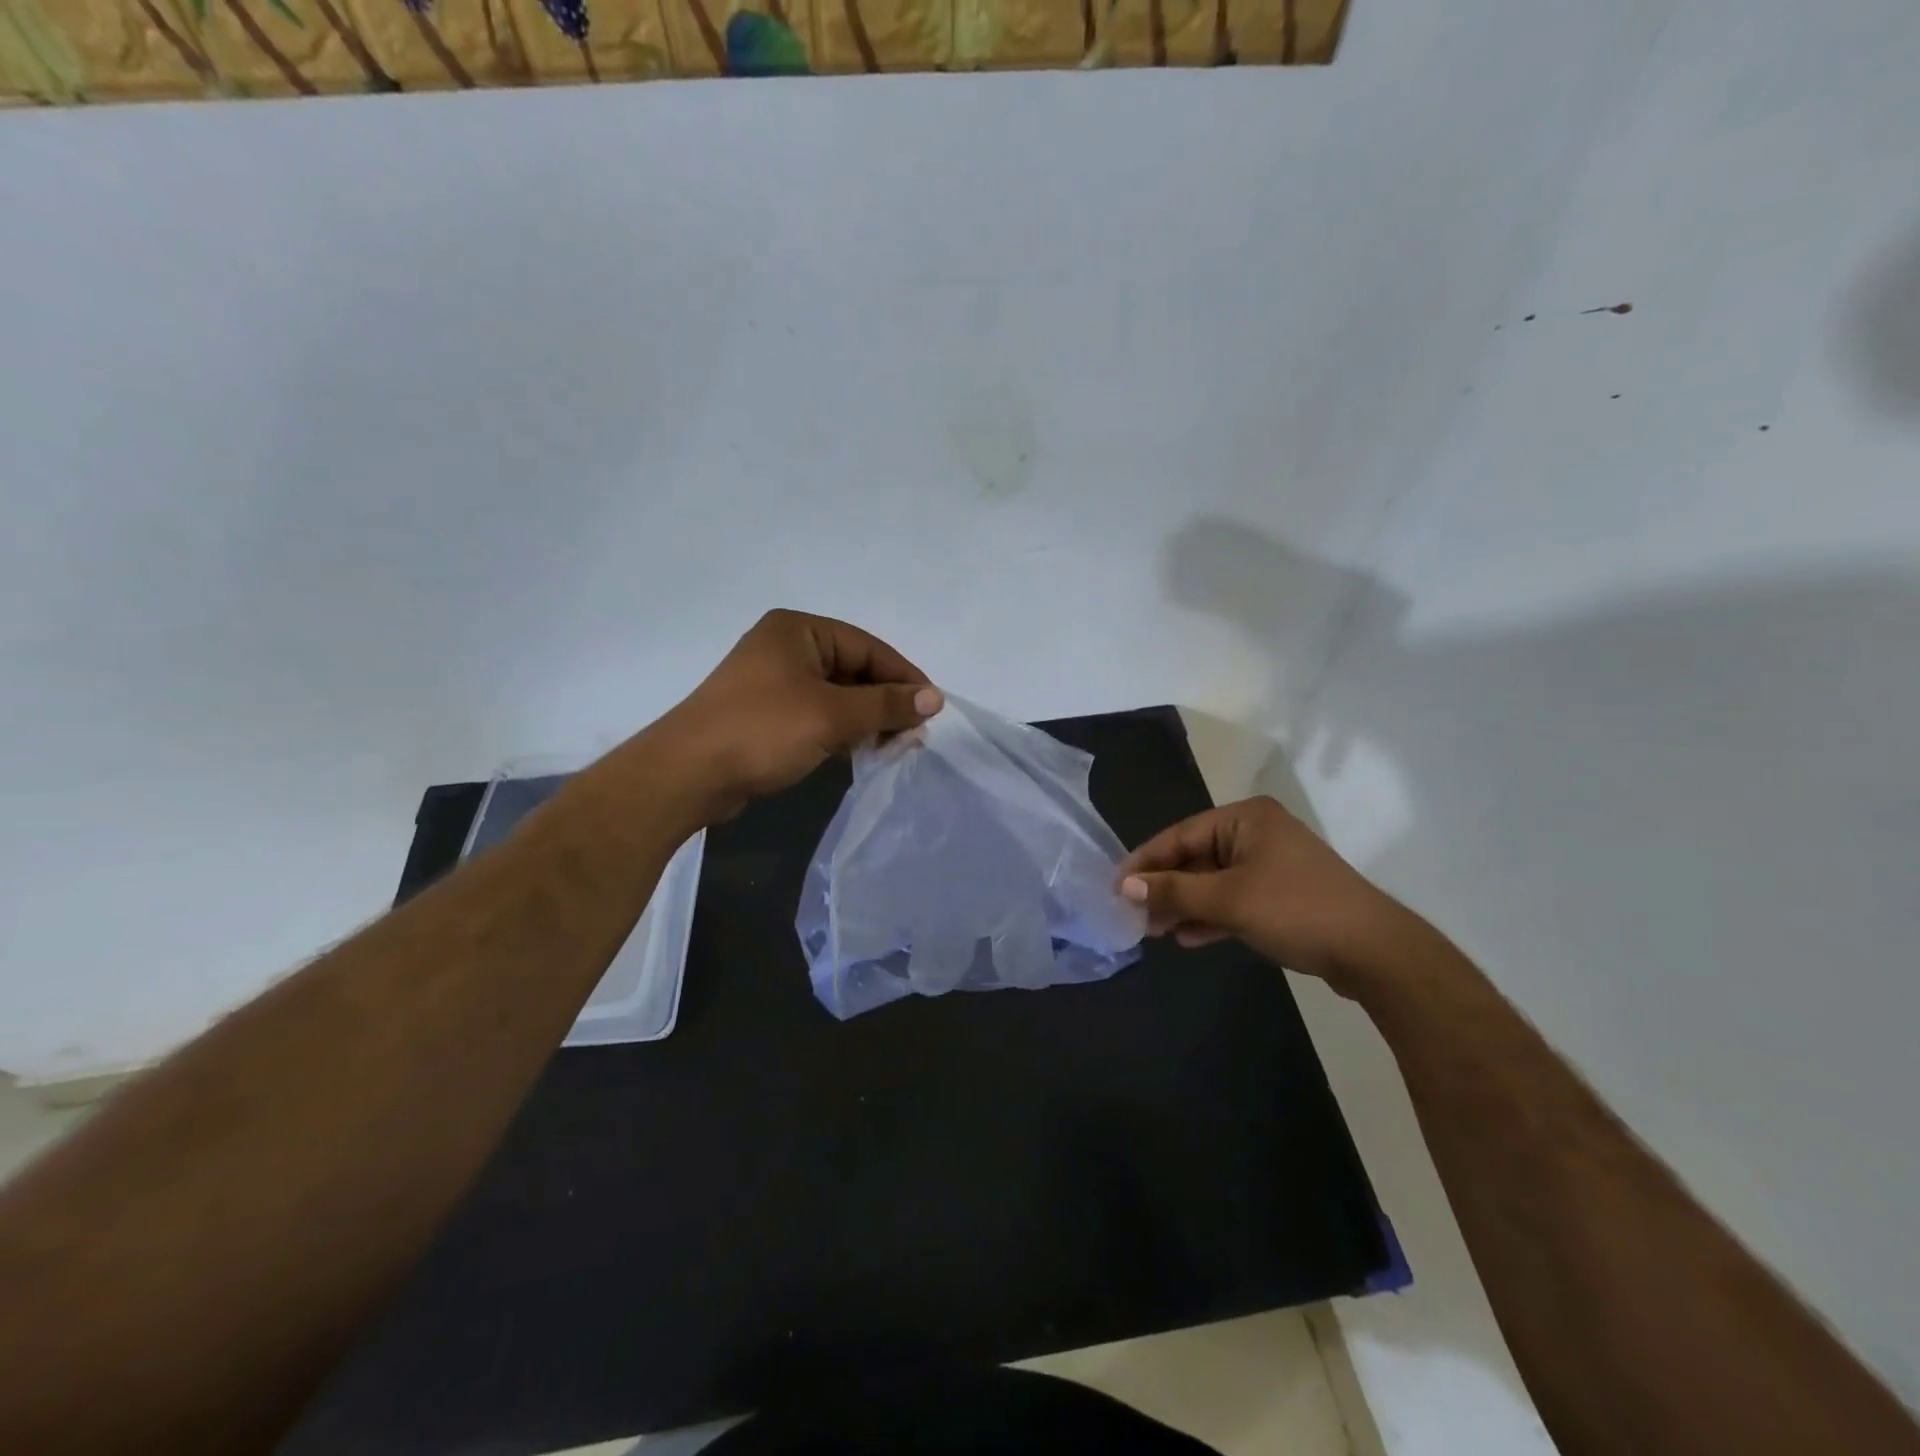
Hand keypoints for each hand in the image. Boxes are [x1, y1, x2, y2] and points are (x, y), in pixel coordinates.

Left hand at [654, 609, 941, 818]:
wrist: (687, 774)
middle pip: (854, 670)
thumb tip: (935, 698)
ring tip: (894, 747)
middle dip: (885, 702)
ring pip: (837, 696)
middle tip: (914, 735)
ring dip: (867, 720)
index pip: (868, 647)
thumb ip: (886, 705)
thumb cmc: (762, 731)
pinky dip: (842, 731)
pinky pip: (817, 715)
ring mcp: (773, 683)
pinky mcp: (766, 715)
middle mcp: (786, 648)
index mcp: (799, 631)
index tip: (932, 708)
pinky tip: (860, 752)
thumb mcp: (832, 715)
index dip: (903, 677)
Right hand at [1119, 796, 1414, 991]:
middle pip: (1195, 858)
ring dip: (1184, 906)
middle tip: (1132, 915)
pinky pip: (1232, 900)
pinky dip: (1210, 917)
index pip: (1181, 835)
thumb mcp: (1228, 899)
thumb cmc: (1296, 910)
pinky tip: (1186, 938)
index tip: (1115, 886)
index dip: (1146, 861)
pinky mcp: (1280, 896)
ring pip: (1212, 883)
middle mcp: (1256, 834)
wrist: (1374, 953)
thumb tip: (1125, 887)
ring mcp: (1270, 866)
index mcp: (1245, 819)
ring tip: (1152, 931)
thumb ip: (1174, 891)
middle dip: (1165, 888)